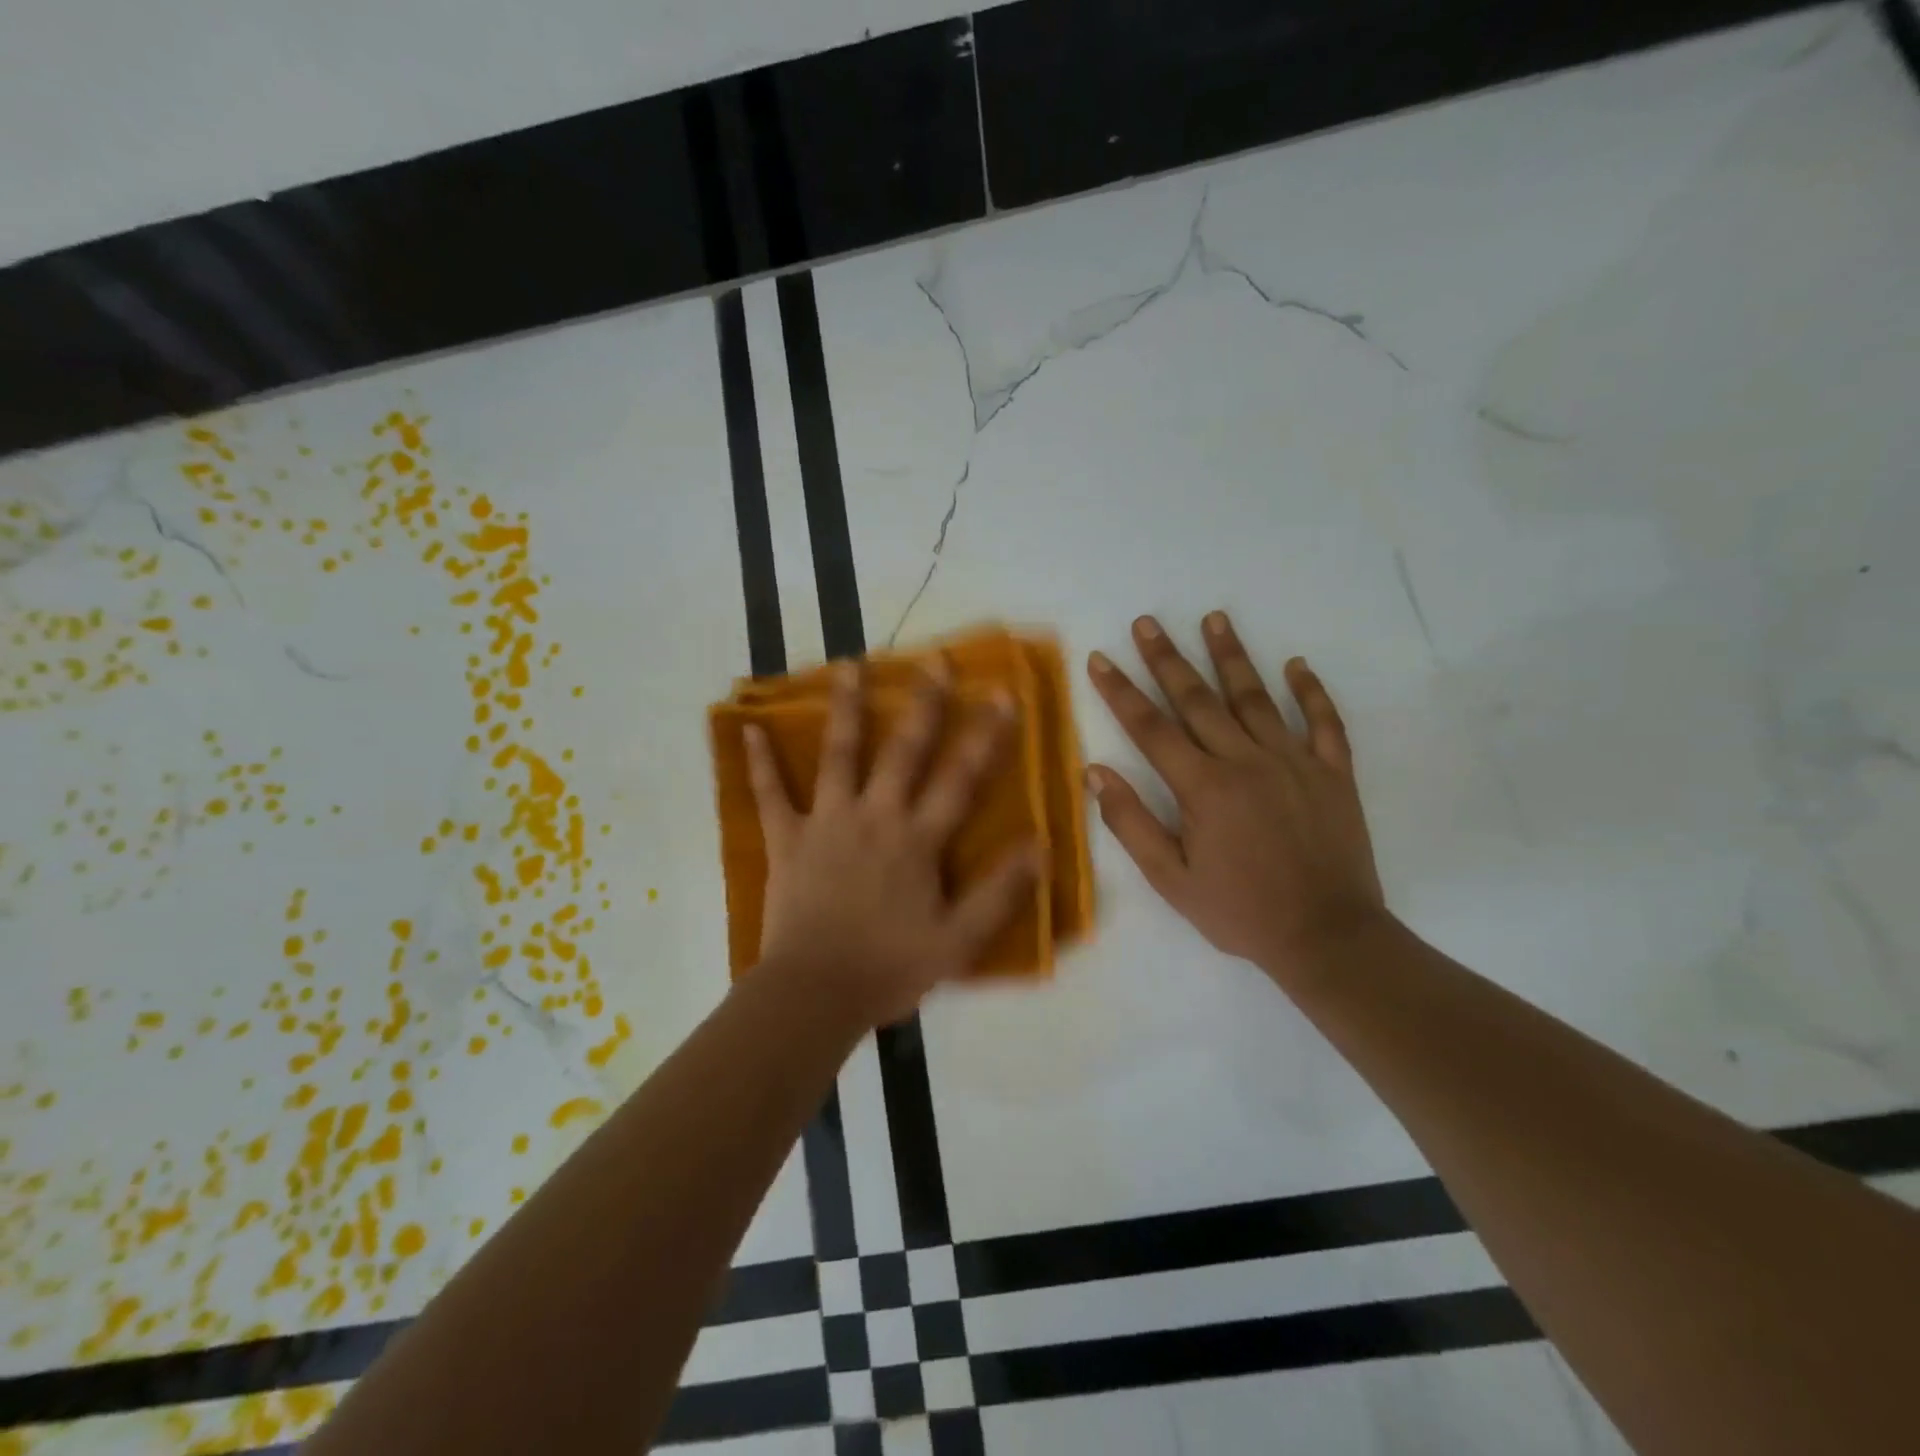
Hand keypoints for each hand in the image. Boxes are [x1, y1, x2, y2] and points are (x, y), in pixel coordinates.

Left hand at [744, 662, 1041, 1026]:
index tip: (1002, 693)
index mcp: (917, 839)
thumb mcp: (959, 941)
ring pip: (839, 754)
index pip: (960, 778)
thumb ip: (1001, 893)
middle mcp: (875, 816)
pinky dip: (759, 763)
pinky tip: (747, 729)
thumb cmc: (890, 967)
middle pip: (904, 751)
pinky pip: (770, 795)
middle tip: (934, 660)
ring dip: (846, 708)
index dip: (985, 736)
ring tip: (850, 666)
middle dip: (924, 704)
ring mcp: (827, 822)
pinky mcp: (787, 839)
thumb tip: (1041, 846)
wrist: (816, 994)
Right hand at [1086, 612, 1386, 987]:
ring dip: (1232, 656)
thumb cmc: (1240, 911)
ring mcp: (1294, 762)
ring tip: (1215, 619)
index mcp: (1203, 787)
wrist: (1327, 937)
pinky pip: (1324, 722)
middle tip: (1147, 622)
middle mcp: (1246, 761)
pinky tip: (1297, 665)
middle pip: (1198, 700)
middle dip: (1167, 658)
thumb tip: (1096, 773)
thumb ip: (1132, 823)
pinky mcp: (1333, 773)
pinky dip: (1311, 692)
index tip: (1101, 658)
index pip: (1151, 728)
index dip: (1121, 691)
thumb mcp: (1171, 880)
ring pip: (1256, 698)